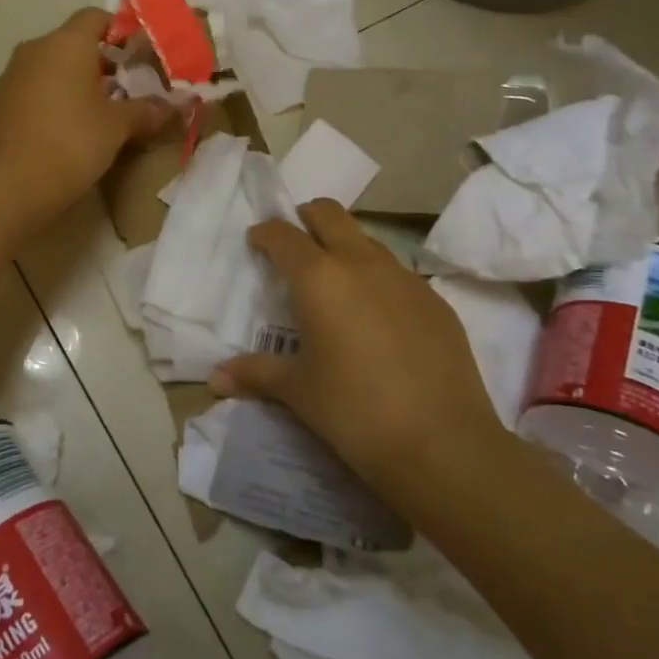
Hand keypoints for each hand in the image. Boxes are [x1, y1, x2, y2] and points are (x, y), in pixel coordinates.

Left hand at [0, 9, 171, 224]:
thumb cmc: (71, 143)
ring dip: (75, 82)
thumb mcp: (117, 127)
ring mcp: (11, 76)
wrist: (9, 186)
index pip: (95, 16)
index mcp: (65, 43)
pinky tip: (67, 130)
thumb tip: (172, 105)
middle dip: (101, 62)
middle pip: (72, 42)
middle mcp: (34, 50)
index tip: (138, 56)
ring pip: (51, 67)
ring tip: (99, 113)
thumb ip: (146, 110)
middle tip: (126, 90)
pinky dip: (53, 99)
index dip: (120, 31)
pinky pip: (33, 90)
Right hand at [208, 200, 510, 501]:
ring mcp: (405, 279)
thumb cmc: (355, 410)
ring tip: (336, 282)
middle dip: (308, 217)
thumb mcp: (298, 391)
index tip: (257, 241)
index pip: (284, 236)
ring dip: (346, 246)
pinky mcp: (436, 301)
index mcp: (319, 278)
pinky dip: (378, 279)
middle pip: (330, 214)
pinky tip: (378, 318)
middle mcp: (361, 264)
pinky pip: (398, 274)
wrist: (443, 444)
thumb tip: (215, 378)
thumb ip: (255, 373)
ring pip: (368, 240)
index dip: (266, 233)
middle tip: (296, 242)